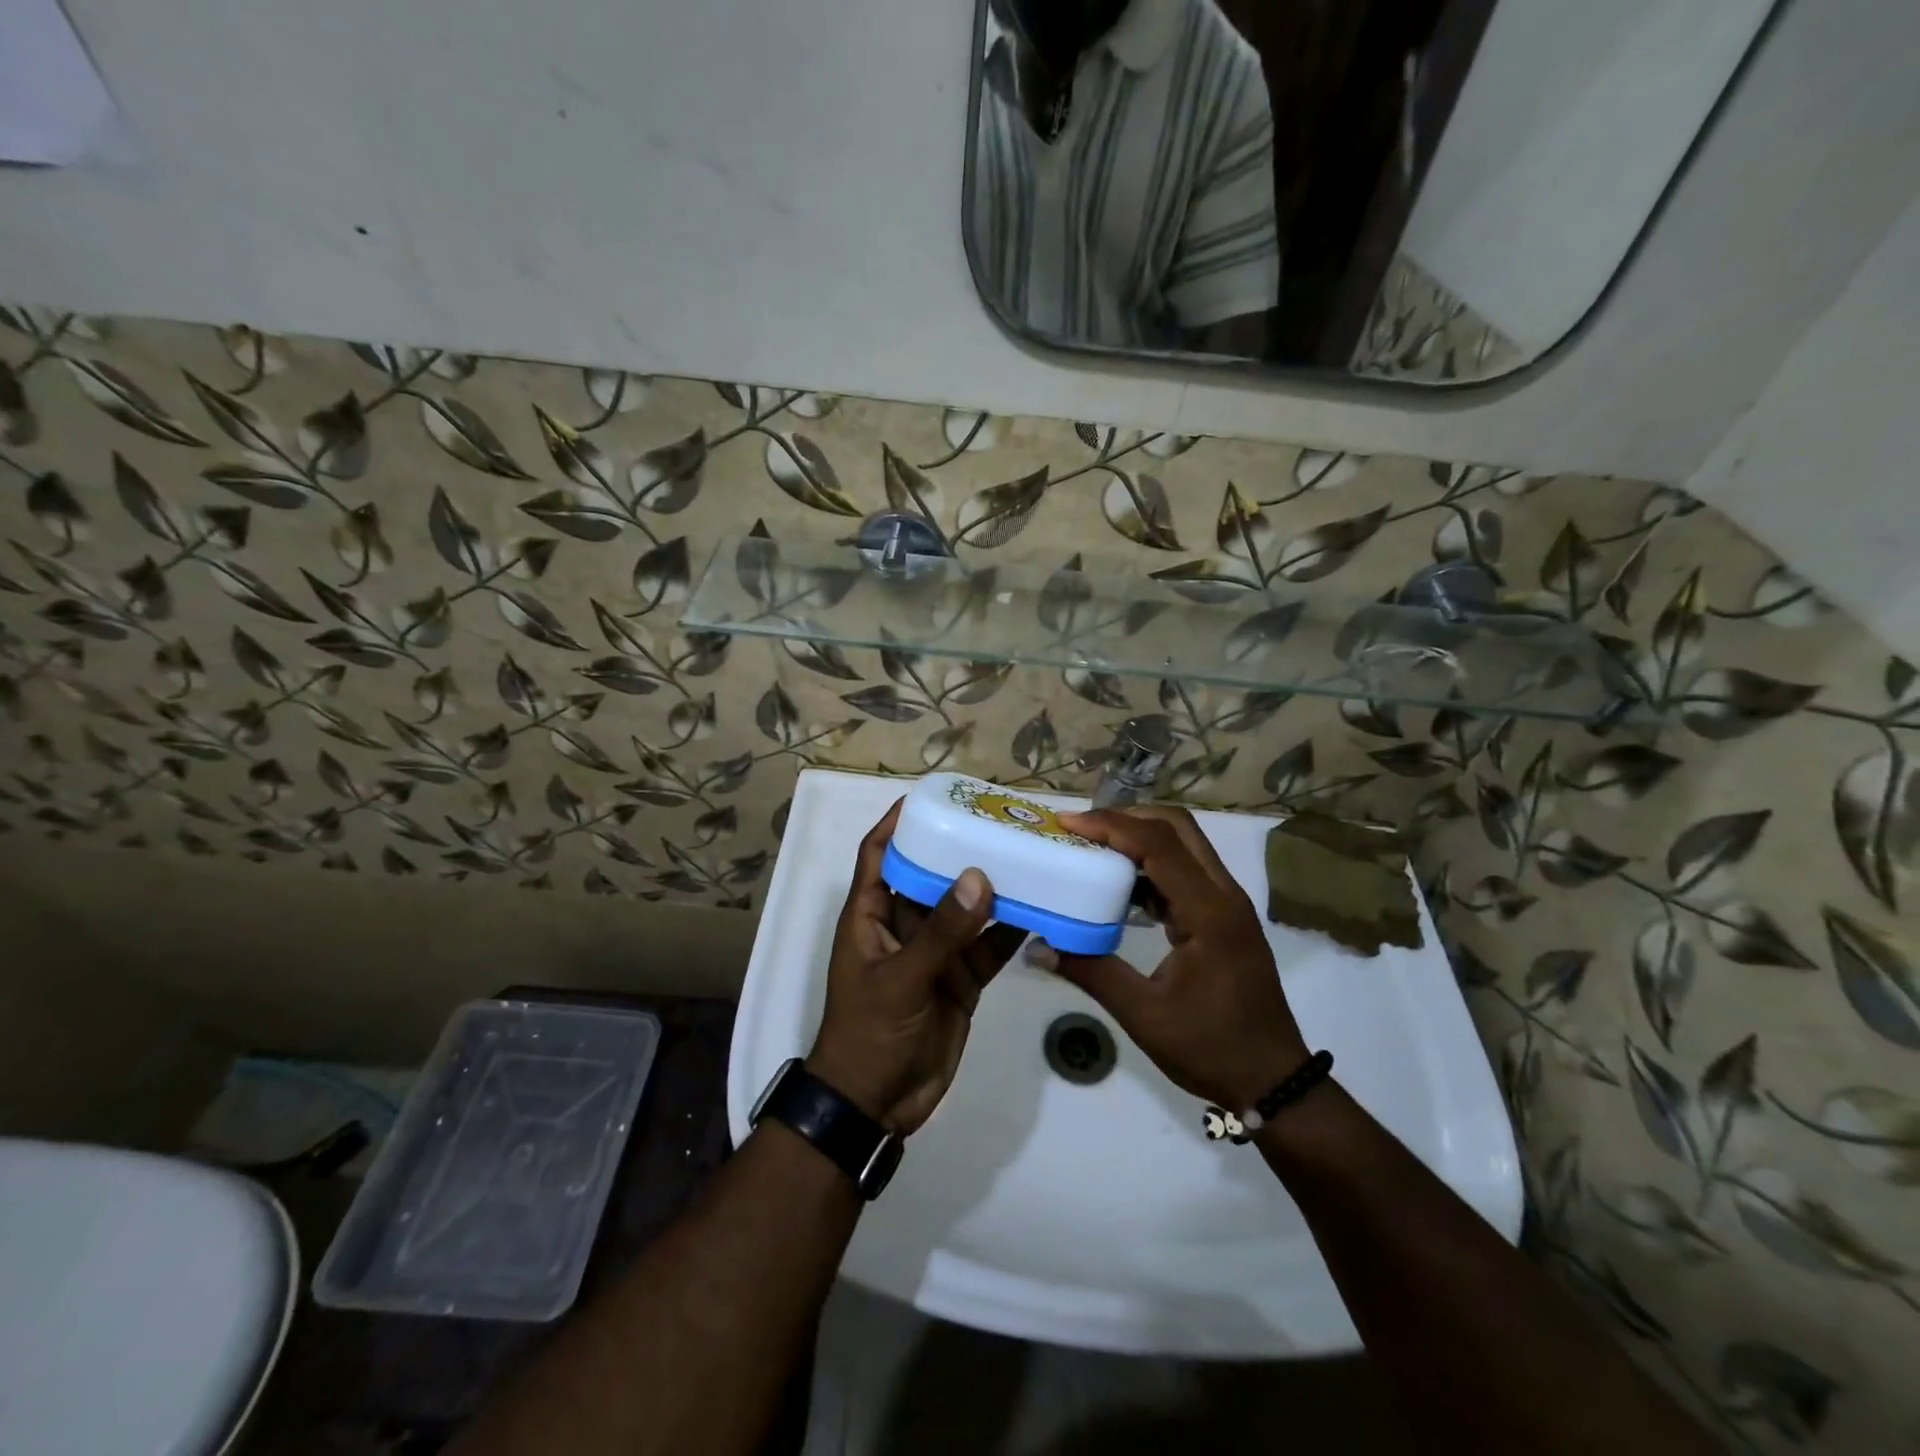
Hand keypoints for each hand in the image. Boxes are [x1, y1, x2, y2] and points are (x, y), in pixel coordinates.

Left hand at [807, 801, 1026, 1133]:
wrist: (876, 1104)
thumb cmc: (870, 1032)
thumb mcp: (901, 978)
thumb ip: (941, 932)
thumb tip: (978, 876)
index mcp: (871, 915)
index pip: (879, 853)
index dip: (897, 822)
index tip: (930, 797)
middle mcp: (903, 925)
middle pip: (930, 873)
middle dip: (958, 848)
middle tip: (996, 821)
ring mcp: (935, 953)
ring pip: (965, 908)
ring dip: (991, 886)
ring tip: (1027, 855)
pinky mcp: (960, 980)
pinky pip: (988, 946)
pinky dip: (1010, 929)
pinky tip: (1040, 907)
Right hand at [1029, 805, 1309, 1109]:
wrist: (1274, 1080)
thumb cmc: (1211, 1048)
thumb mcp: (1143, 1014)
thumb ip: (1090, 972)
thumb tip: (1037, 947)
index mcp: (1209, 912)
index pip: (1157, 845)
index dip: (1110, 826)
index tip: (1067, 823)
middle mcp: (1223, 895)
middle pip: (1177, 827)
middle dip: (1126, 817)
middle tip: (1080, 829)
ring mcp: (1227, 903)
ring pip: (1183, 844)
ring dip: (1139, 837)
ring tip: (1092, 847)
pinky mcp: (1223, 916)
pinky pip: (1185, 870)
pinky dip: (1150, 864)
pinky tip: (1118, 885)